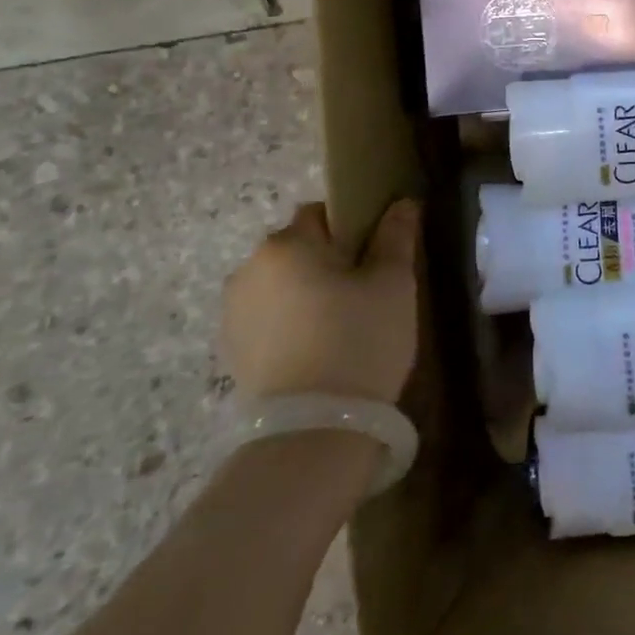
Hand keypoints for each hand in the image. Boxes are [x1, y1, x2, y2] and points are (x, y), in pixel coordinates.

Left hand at [220, 199, 420, 403]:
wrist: (314, 432)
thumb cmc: (359, 340)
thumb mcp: (393, 282)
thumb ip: (396, 235)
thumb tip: (402, 202)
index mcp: (285, 244)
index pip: (321, 213)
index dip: (352, 228)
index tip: (374, 257)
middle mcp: (249, 269)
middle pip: (297, 248)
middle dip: (326, 261)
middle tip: (364, 292)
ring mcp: (233, 313)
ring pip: (282, 284)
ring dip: (306, 292)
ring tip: (341, 325)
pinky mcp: (231, 352)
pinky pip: (268, 318)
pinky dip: (290, 323)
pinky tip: (317, 349)